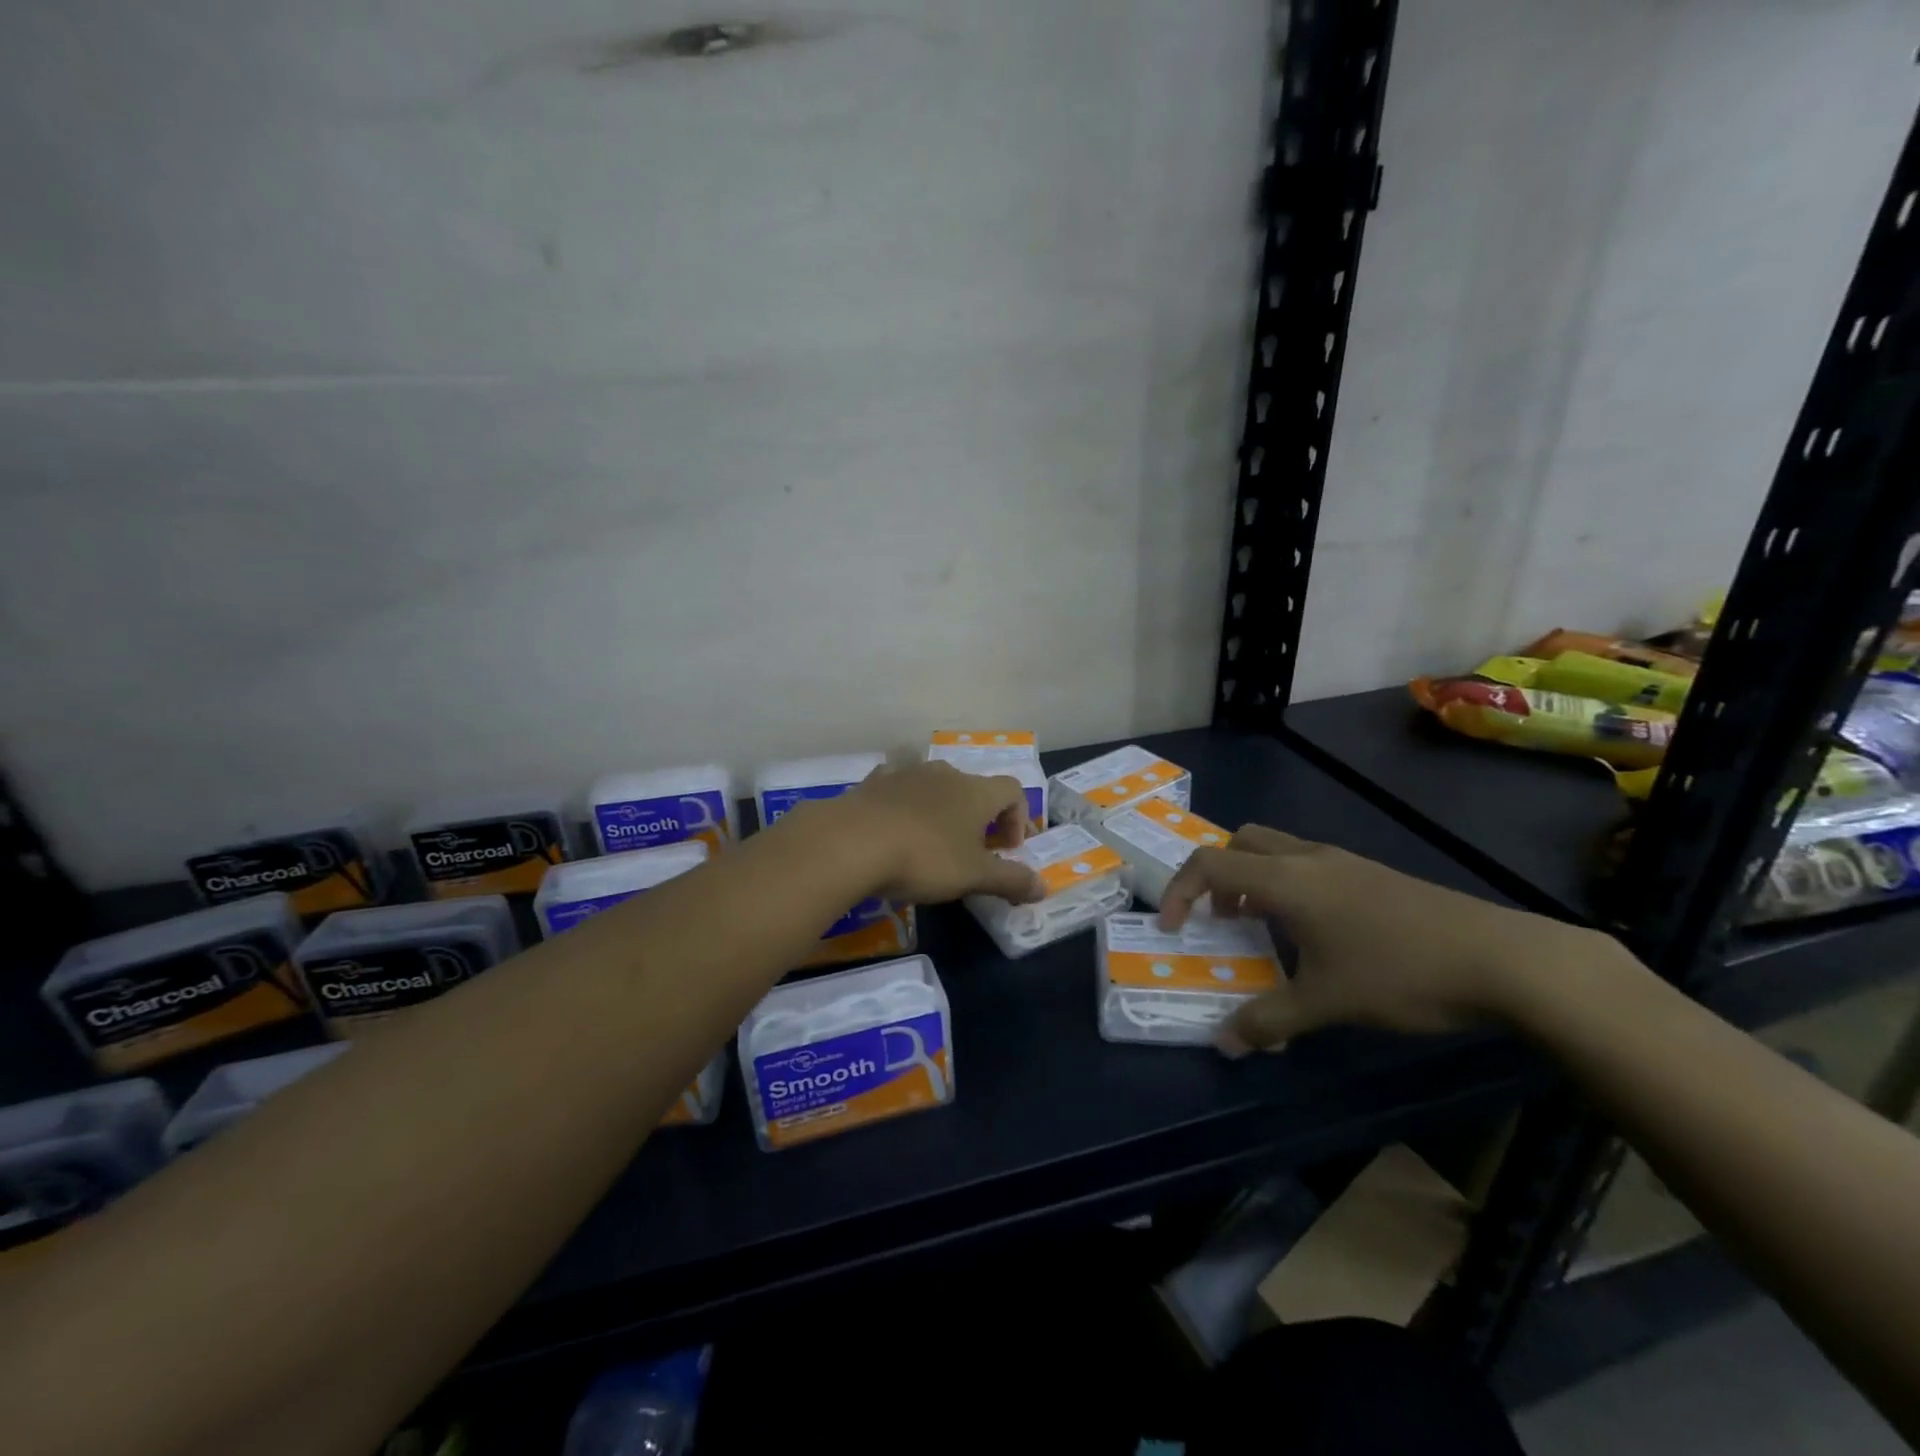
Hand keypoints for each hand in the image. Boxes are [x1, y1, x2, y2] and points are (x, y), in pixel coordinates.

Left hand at [834, 761, 1044, 905]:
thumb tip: (1044, 887)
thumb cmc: (924, 858)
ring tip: (931, 845)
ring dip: (941, 811)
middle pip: (974, 788)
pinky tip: (893, 832)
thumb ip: (1011, 880)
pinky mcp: (872, 784)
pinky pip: (898, 790)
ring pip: (935, 787)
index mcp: (975, 791)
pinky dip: (904, 807)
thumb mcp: (973, 876)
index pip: (1013, 790)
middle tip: (972, 853)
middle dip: (980, 818)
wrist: (850, 842)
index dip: (1019, 818)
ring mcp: (905, 774)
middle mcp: (944, 774)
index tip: (1009, 850)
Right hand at [1158, 824, 1610, 1053]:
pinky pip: (1308, 865)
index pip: (1209, 863)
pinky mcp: (1372, 874)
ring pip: (1276, 851)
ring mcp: (1344, 861)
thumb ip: (1269, 1019)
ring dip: (1253, 880)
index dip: (1178, 891)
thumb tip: (1225, 1045)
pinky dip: (1287, 886)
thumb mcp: (1327, 1002)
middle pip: (1240, 842)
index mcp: (1285, 879)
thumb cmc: (1400, 972)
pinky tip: (1314, 934)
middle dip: (1216, 875)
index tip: (1171, 928)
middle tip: (1217, 918)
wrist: (1502, 959)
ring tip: (1260, 927)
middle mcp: (1308, 858)